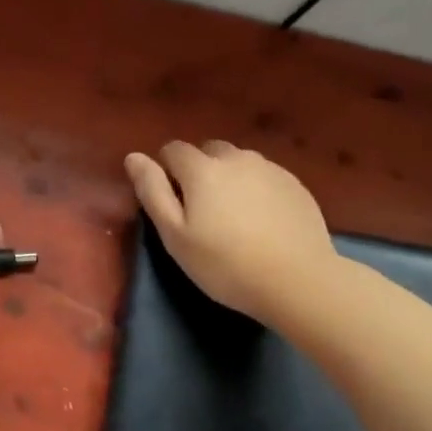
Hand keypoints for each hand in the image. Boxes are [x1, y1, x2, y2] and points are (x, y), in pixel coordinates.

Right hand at [124, 140, 335, 322]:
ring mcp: (270, 168)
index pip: (172, 150)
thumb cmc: (224, 264)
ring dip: (229, 178)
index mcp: (202, 168)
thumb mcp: (175, 236)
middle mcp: (236, 157)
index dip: (166, 172)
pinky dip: (256, 189)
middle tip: (203, 212)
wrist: (298, 281)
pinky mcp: (295, 184)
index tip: (173, 205)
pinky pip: (265, 176)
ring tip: (234, 216)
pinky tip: (262, 221)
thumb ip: (152, 191)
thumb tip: (133, 157)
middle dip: (199, 171)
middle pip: (208, 151)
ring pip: (239, 162)